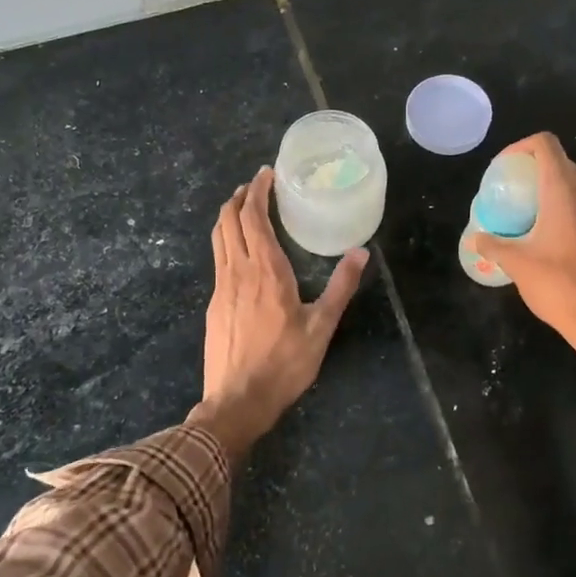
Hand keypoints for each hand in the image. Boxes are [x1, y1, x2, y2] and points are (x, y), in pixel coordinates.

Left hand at [188, 167, 367, 455]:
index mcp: (266, 271)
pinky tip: (240, 252)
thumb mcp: (322, 326)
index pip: (253, 217)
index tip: (266, 174)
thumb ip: (341, 287)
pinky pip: (218, 259)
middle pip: (228, 221)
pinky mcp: (213, 305)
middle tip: (256, 185)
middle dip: (240, 197)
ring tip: (244, 208)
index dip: (257, 191)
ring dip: (229, 216)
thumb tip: (361, 251)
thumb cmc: (284, 364)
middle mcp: (238, 271)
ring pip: (218, 239)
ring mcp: (221, 288)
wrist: (237, 402)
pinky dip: (227, 240)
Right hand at [468, 133, 575, 364]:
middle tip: (511, 194)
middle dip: (534, 171)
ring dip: (553, 191)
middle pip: (561, 163)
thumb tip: (474, 238)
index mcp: (564, 190)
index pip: (545, 144)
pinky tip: (555, 238)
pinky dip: (570, 210)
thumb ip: (493, 244)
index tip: (503, 169)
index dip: (520, 147)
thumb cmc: (559, 286)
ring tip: (530, 215)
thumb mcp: (517, 264)